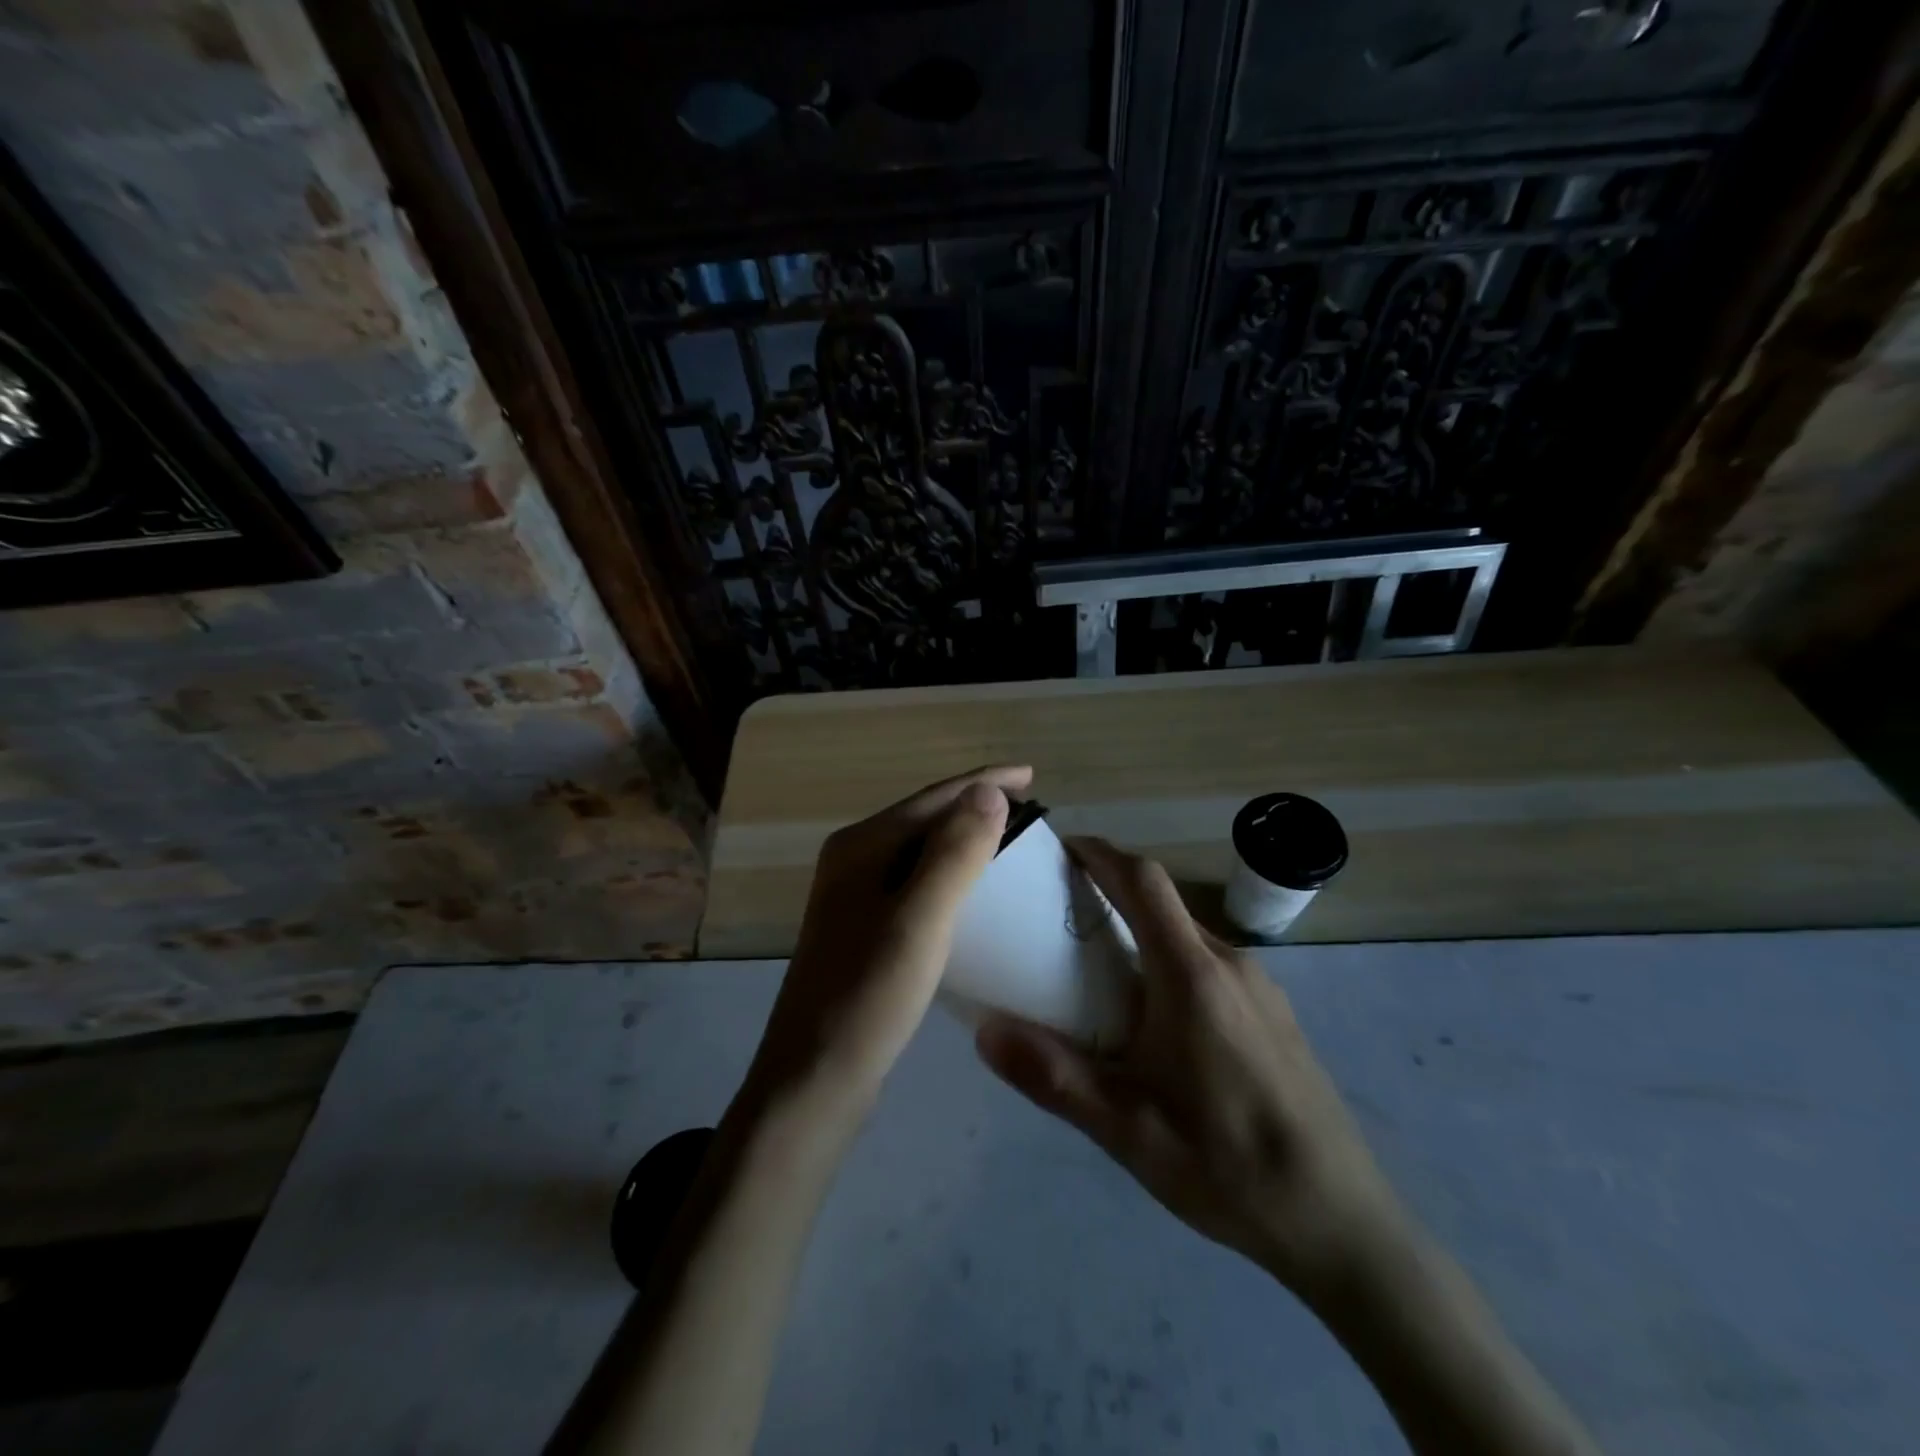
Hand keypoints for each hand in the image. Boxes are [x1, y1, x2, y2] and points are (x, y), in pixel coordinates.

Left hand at [748, 765, 1030, 1118]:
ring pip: (922, 851)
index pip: (933, 797)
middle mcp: (853, 860)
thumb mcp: (920, 919)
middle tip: (1030, 810)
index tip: (1031, 774)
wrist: (815, 1078)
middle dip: (976, 807)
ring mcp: (855, 896)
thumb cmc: (869, 996)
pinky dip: (951, 875)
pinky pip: (917, 884)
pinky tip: (974, 892)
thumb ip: (954, 852)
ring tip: (1012, 842)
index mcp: (861, 846)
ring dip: (966, 840)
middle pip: (925, 818)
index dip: (984, 782)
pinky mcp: (865, 928)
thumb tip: (988, 791)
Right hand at [975, 836, 1406, 1299]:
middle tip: (1059, 914)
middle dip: (1111, 890)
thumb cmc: (1229, 1167)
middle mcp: (1230, 963)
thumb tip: (984, 1029)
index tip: (1060, 848)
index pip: (1144, 881)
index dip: (1101, 853)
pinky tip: (1154, 1017)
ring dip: (1141, 929)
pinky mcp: (1275, 1013)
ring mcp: (1260, 987)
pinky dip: (1169, 959)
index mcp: (1192, 976)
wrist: (1344, 1222)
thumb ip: (1054, 1077)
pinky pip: (1210, 963)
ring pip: (1187, 934)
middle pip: (1163, 902)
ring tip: (1097, 967)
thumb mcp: (1128, 1131)